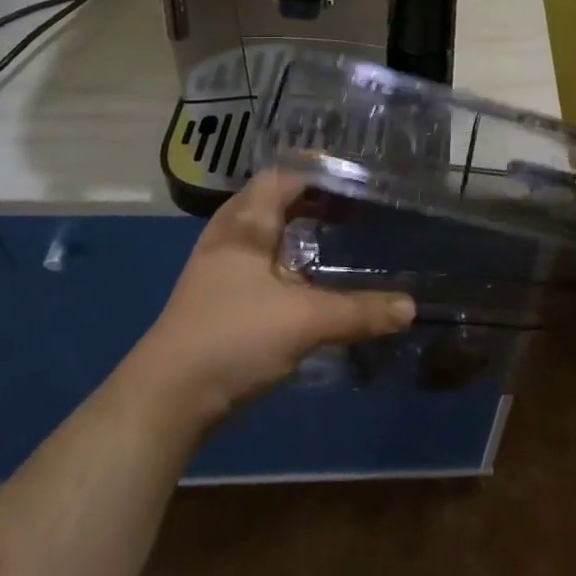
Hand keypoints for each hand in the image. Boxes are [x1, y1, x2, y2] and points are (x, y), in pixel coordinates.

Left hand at [136, 171, 416, 425]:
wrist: (165, 400)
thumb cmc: (232, 338)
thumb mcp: (305, 321)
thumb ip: (360, 311)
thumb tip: (411, 307)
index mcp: (245, 225)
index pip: (283, 177)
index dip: (320, 174)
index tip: (359, 181)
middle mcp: (228, 236)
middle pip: (272, 200)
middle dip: (312, 200)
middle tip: (353, 208)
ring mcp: (218, 268)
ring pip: (263, 232)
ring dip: (297, 229)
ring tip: (335, 236)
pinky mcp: (216, 297)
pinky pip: (258, 259)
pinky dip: (286, 257)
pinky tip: (308, 279)